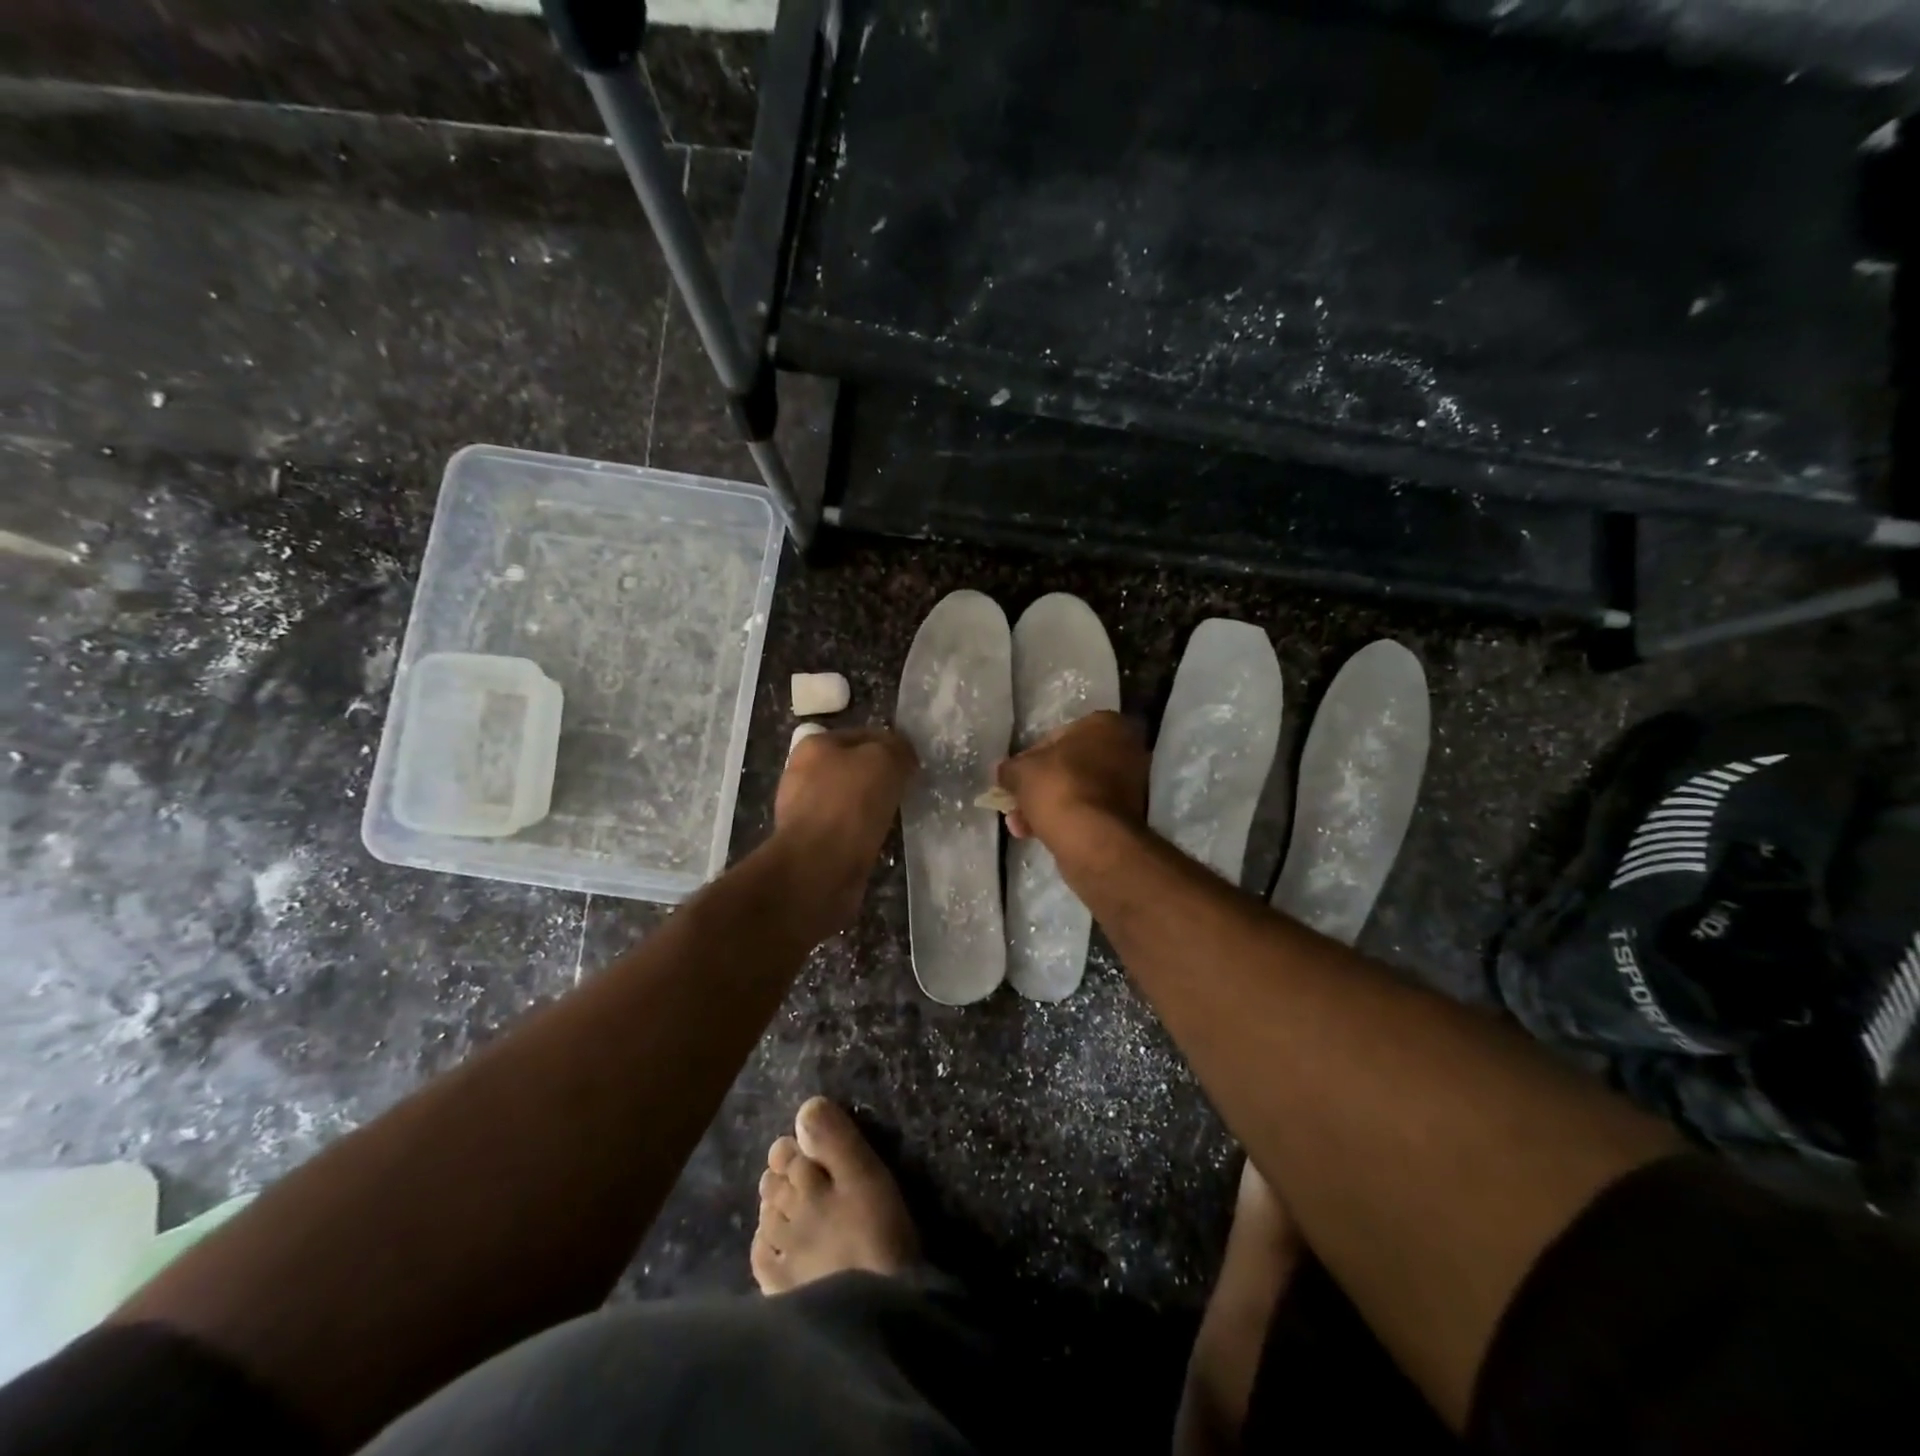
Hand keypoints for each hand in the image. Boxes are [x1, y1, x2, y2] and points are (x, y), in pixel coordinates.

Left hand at [772, 728, 917, 932]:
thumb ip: (897, 748)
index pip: (864, 735)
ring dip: (873, 808)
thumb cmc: (850, 804)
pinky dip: (863, 834)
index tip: (913, 766)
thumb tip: (902, 756)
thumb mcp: (884, 759)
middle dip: (881, 779)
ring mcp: (803, 810)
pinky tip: (879, 841)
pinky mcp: (810, 843)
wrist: (818, 867)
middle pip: (855, 769)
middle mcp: (802, 773)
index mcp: (814, 745)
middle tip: (908, 791)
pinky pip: (846, 830)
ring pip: (851, 801)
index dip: (893, 747)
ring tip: (897, 818)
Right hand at [994, 711, 1147, 847]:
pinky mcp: (1126, 816)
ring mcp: (1130, 785)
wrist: (1092, 839)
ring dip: (1046, 806)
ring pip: (1076, 791)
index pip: (1056, 736)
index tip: (1014, 778)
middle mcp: (1124, 749)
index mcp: (1105, 725)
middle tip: (1015, 804)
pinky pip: (1086, 811)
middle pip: (1068, 766)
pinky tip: (1037, 834)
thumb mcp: (1020, 771)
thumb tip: (1004, 772)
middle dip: (1038, 786)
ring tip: (1019, 826)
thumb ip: (1009, 768)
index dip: (1029, 758)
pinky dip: (1064, 819)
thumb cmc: (1058, 788)